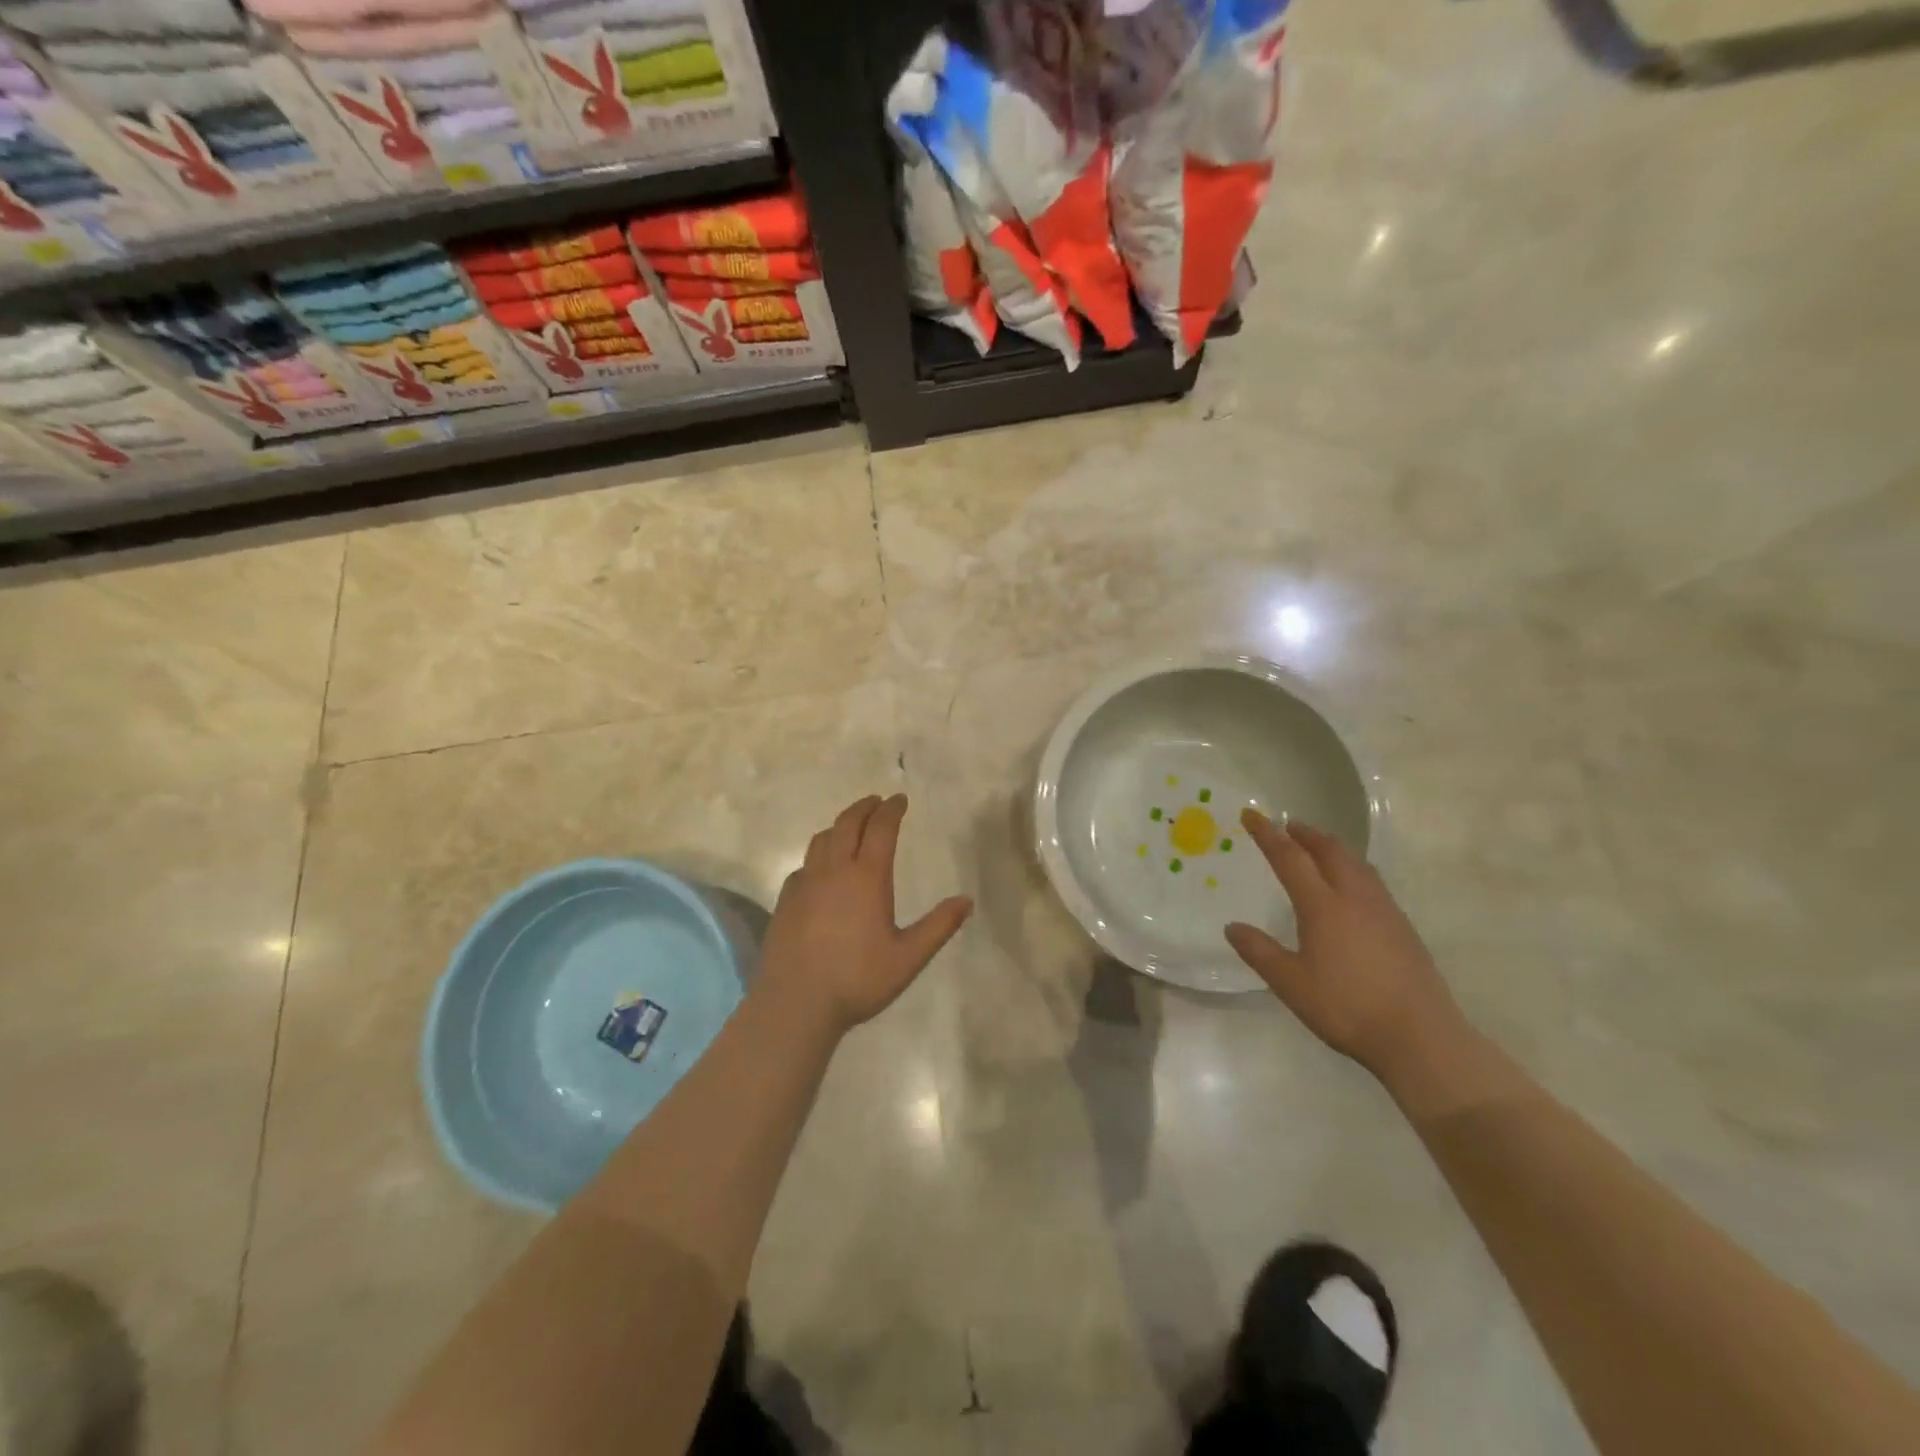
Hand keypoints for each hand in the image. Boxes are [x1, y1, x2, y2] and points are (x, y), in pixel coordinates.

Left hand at [759, 794, 972, 1033]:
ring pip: (822, 839)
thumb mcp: (908, 957)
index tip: (900, 799)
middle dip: (865, 807)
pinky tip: (822, 868)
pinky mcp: (786, 899)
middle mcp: (834, 870)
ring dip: (840, 825)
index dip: (892, 810)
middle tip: (877, 802)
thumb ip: (939, 926)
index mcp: (867, 877)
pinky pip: (804, 863)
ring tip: (851, 826)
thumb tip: (967, 900)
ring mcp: (806, 883)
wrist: (796, 1002)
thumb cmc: (857, 979)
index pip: (881, 829)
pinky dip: (819, 853)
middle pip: (848, 823)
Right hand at [1225, 809, 1467, 1077]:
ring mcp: (1384, 911)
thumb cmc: (1347, 1008)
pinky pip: (1372, 881)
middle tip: (1288, 826)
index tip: (1251, 814)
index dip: (1268, 834)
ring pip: (1356, 863)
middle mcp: (1354, 898)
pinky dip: (1353, 868)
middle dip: (1306, 834)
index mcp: (1322, 906)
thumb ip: (1260, 952)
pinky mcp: (1403, 928)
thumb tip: (1232, 927)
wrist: (1420, 1036)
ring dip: (1333, 848)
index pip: (1289, 858)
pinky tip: (1352, 887)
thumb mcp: (1291, 984)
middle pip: (1330, 851)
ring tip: (1318, 848)